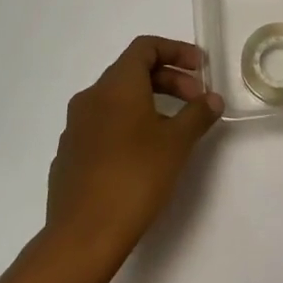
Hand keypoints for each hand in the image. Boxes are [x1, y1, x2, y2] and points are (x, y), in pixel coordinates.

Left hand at [45, 36, 223, 263]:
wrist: (83, 234)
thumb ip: (198, 114)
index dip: (177, 51)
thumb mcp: (177, 142)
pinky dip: (129, 125)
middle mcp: (91, 97)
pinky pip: (104, 125)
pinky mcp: (69, 154)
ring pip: (117, 99)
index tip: (201, 69)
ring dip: (150, 103)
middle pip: (133, 72)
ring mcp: (75, 126)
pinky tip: (144, 155)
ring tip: (175, 130)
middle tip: (197, 102)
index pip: (146, 47)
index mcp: (116, 85)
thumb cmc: (135, 177)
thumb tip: (212, 99)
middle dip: (170, 80)